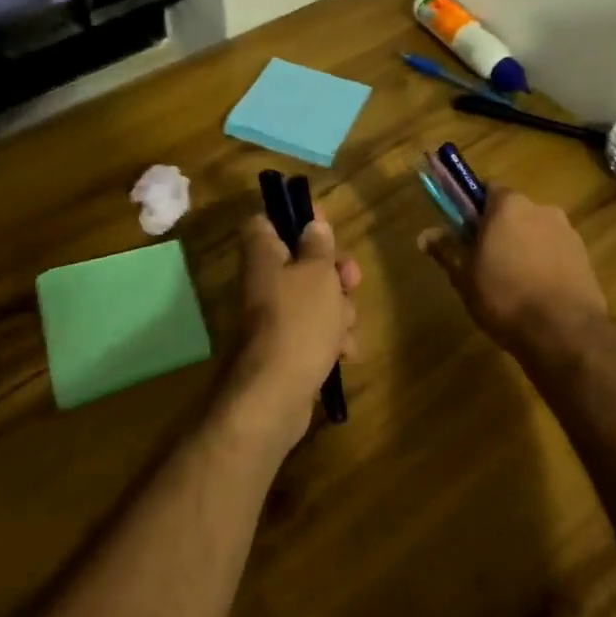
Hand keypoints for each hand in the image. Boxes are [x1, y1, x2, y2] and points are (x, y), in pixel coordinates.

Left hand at [224, 215, 360, 453]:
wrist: (275, 397)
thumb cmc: (298, 323)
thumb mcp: (317, 275)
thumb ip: (318, 247)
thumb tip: (312, 226)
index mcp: (264, 257)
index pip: (265, 222)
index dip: (294, 219)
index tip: (324, 227)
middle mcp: (264, 284)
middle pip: (302, 263)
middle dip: (334, 272)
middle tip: (351, 280)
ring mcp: (275, 320)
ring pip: (316, 300)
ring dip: (339, 310)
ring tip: (344, 328)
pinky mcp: (288, 350)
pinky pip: (316, 333)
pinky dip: (332, 340)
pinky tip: (344, 353)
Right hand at [420, 187, 609, 371]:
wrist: (563, 331)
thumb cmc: (504, 296)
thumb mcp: (464, 276)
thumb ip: (446, 250)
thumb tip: (424, 234)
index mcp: (509, 206)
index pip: (487, 190)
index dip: (474, 209)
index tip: (465, 232)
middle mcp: (541, 209)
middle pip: (514, 212)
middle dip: (500, 230)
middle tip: (485, 262)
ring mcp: (567, 232)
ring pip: (536, 232)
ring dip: (524, 247)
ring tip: (513, 283)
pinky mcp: (585, 257)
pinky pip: (556, 252)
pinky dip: (545, 264)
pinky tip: (537, 293)